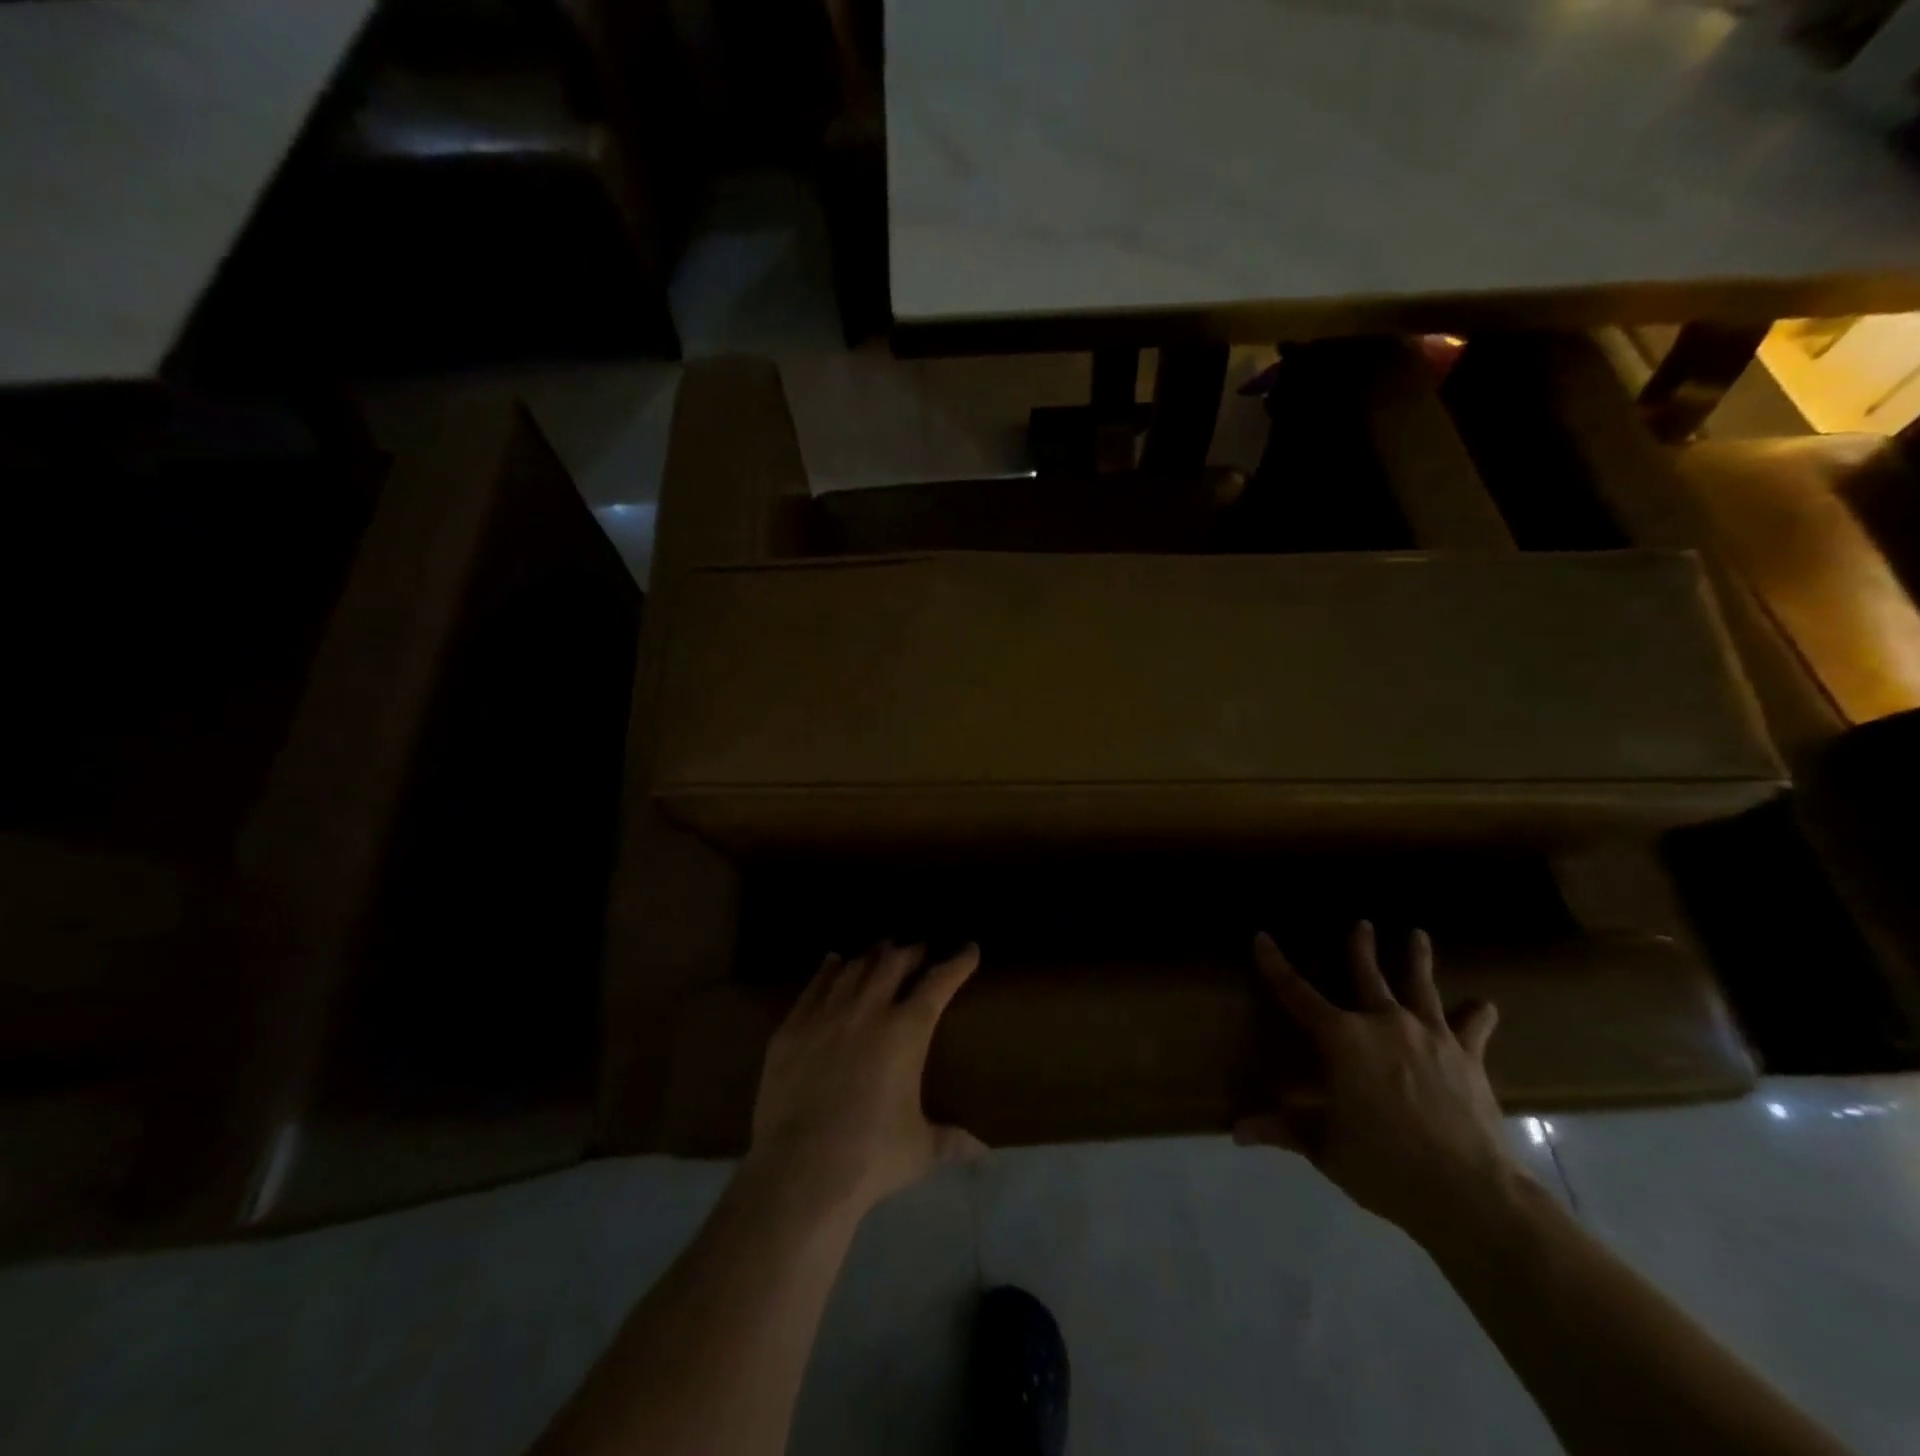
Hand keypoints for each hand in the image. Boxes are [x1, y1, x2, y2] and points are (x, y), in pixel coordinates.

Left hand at [747, 942, 985, 1218]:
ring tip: (882, 952)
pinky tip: (834, 961)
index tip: (969, 949)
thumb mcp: (919, 1150)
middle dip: (912, 951)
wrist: (800, 1171)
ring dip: (872, 955)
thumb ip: (950, 1140)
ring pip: (854, 967)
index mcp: (906, 1031)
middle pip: (893, 962)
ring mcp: (826, 1015)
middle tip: (920, 949)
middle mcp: (868, 1010)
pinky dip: (829, 969)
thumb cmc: (870, 1158)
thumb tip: (981, 1149)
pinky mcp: (792, 1028)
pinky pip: (815, 985)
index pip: (939, 982)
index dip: (957, 962)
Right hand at [1235, 922, 1525, 1244]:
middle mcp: (1383, 1023)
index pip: (1296, 993)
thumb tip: (1236, 1132)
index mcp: (1341, 1039)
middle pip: (1366, 975)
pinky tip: (1484, 1004)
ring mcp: (1429, 1036)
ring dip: (1416, 959)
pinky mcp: (1468, 1057)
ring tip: (1417, 934)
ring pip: (1420, 986)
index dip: (1275, 964)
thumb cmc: (1384, 1164)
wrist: (1468, 1193)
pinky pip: (1472, 1027)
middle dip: (1360, 947)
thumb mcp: (1325, 1147)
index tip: (1261, 937)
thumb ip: (1283, 1129)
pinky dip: (1477, 1014)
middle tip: (1362, 922)